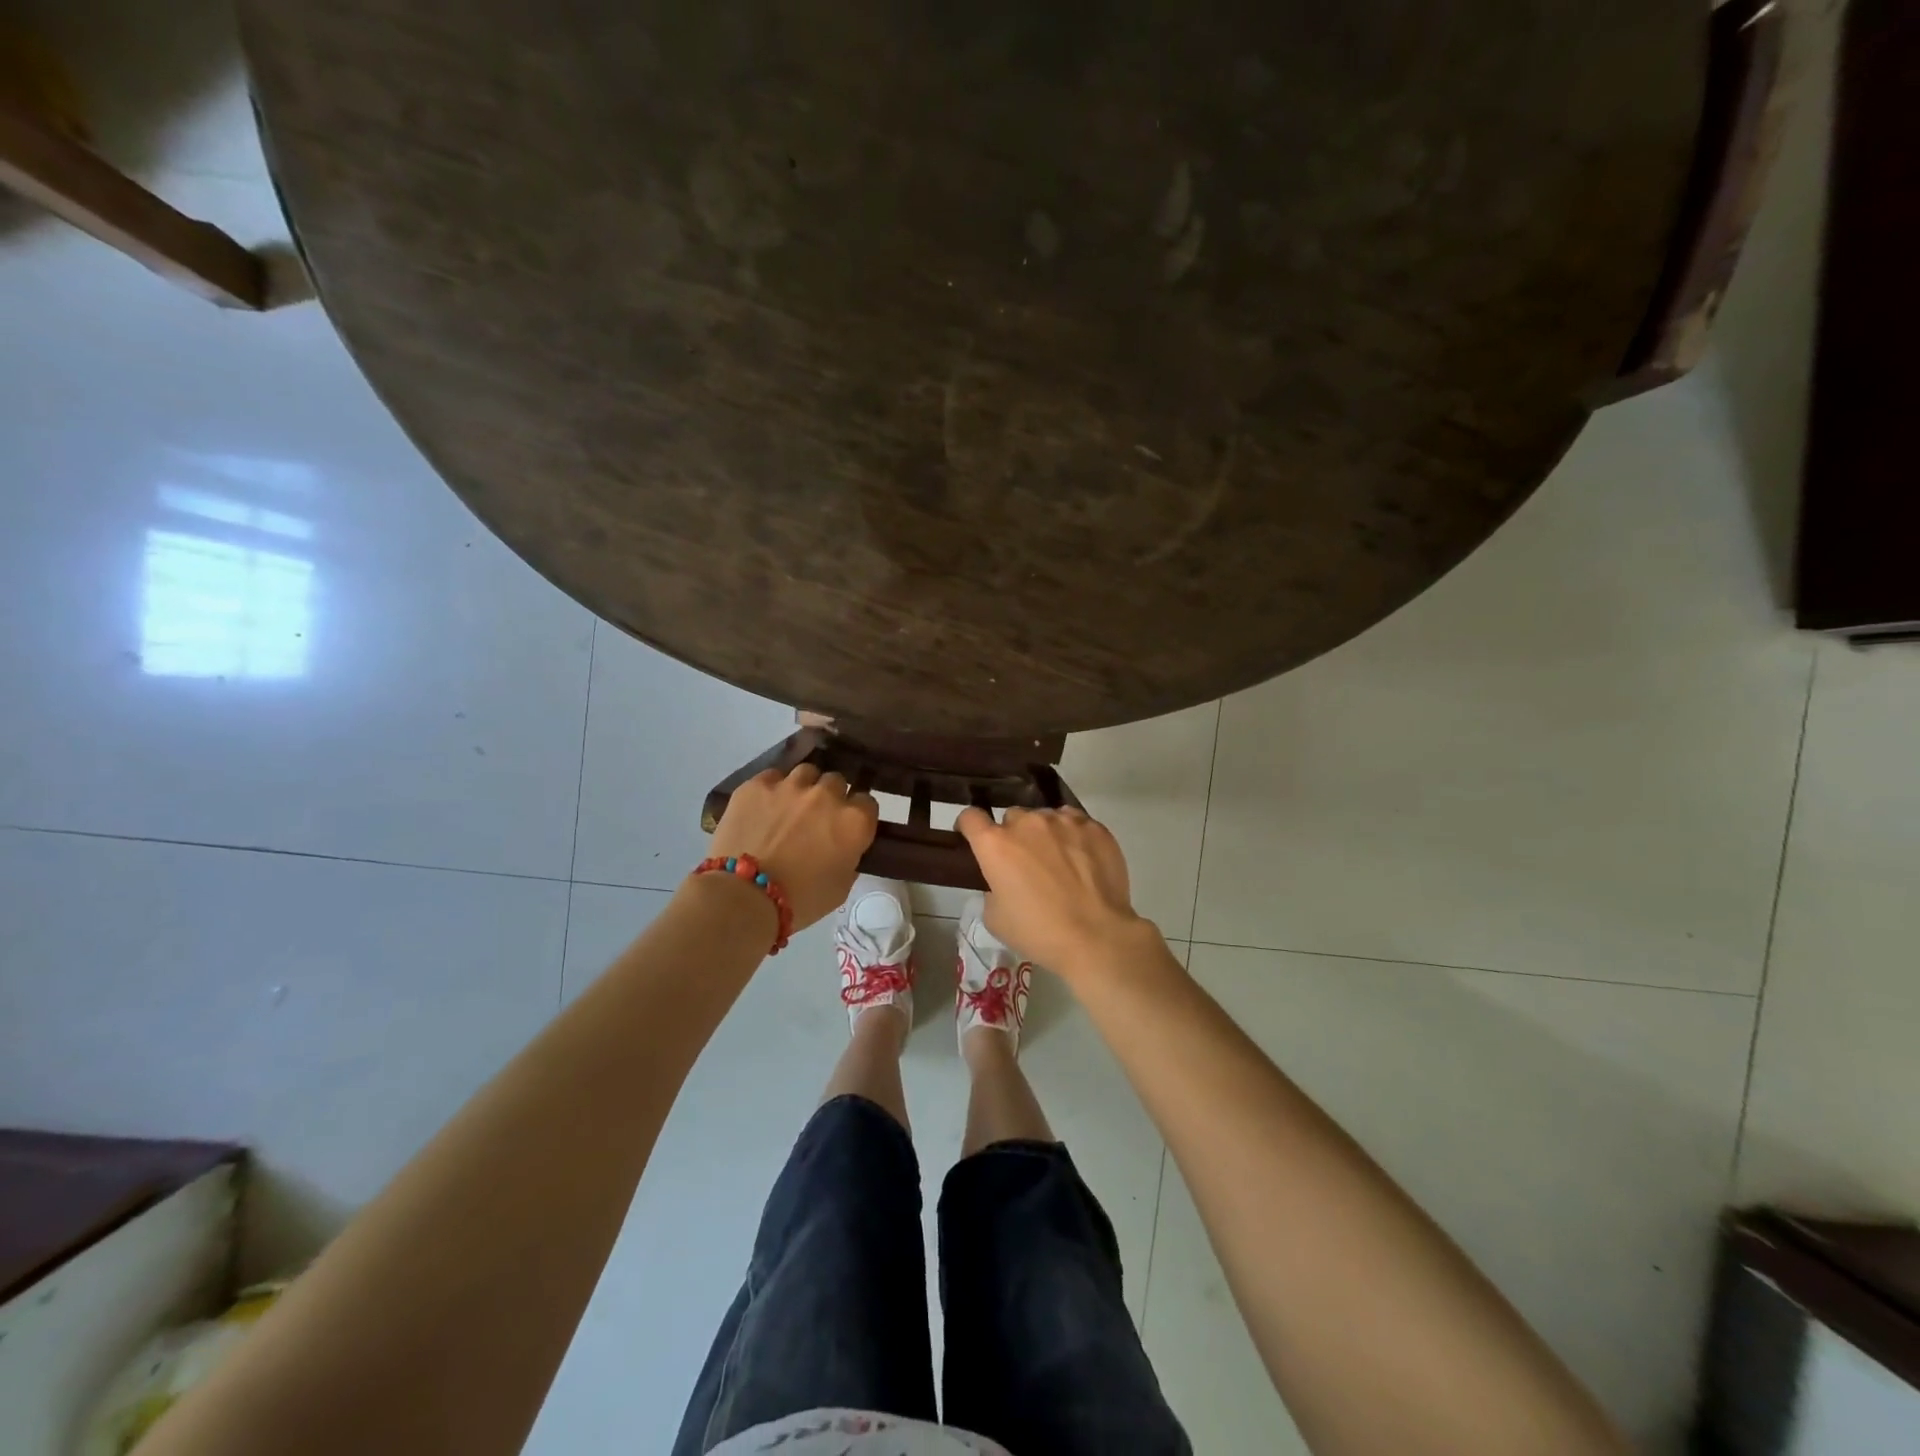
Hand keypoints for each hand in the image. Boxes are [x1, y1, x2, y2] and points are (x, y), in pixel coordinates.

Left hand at [708, 765, 878, 930]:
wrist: (743, 896)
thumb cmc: (800, 900)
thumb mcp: (841, 887)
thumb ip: (849, 857)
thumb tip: (843, 846)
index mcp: (853, 821)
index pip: (867, 802)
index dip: (857, 814)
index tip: (846, 826)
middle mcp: (826, 795)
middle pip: (836, 782)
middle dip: (830, 797)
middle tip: (817, 818)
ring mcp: (791, 785)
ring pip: (806, 772)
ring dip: (804, 787)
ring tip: (790, 806)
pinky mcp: (757, 785)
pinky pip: (773, 777)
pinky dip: (773, 789)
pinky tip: (763, 806)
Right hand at [954, 805, 1150, 978]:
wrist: (1096, 936)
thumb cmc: (1039, 932)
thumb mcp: (996, 918)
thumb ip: (992, 888)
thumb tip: (1004, 879)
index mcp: (995, 844)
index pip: (971, 817)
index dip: (969, 826)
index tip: (974, 838)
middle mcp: (1027, 823)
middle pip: (1013, 817)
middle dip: (1014, 835)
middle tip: (1025, 862)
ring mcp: (1063, 821)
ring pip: (1046, 817)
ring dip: (1045, 834)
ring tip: (1059, 862)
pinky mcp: (1093, 826)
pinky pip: (1075, 822)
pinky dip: (1073, 835)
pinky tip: (1083, 859)